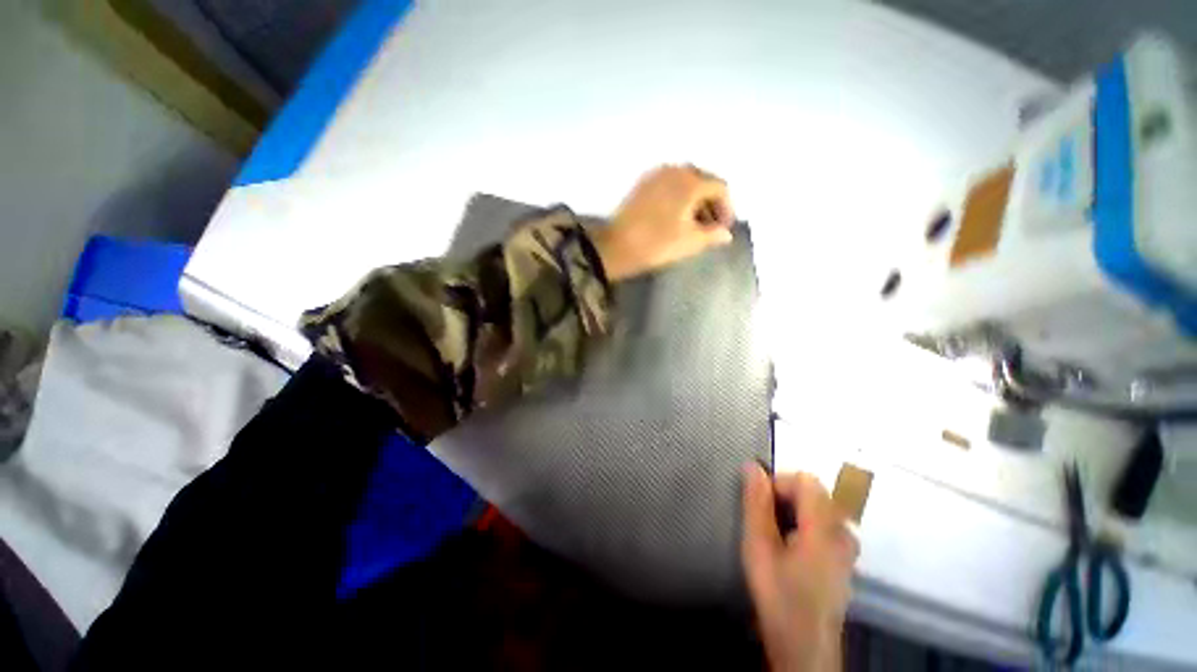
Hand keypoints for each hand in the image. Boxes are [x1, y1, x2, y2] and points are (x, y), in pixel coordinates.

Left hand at [590, 164, 734, 280]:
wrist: (615, 247)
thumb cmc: (656, 244)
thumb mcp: (690, 242)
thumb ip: (713, 235)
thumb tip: (725, 233)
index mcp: (690, 181)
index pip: (720, 188)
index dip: (727, 208)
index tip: (723, 229)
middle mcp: (675, 170)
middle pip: (703, 181)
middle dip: (710, 203)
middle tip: (710, 226)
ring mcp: (655, 174)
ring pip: (684, 182)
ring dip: (694, 200)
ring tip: (692, 224)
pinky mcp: (641, 184)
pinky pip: (668, 184)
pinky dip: (677, 197)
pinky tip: (674, 216)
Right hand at [742, 464, 858, 671]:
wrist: (804, 646)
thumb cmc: (779, 594)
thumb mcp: (758, 546)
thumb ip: (756, 503)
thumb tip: (753, 466)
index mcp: (825, 526)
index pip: (806, 480)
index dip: (779, 483)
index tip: (759, 504)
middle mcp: (844, 532)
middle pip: (815, 493)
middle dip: (785, 498)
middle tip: (764, 523)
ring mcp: (848, 548)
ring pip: (819, 509)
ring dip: (794, 512)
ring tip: (776, 536)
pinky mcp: (845, 561)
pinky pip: (825, 526)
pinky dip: (805, 526)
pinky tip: (791, 550)